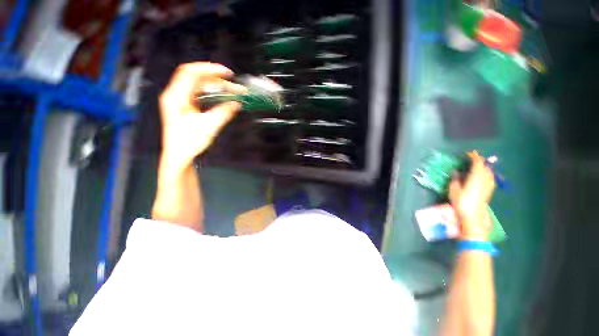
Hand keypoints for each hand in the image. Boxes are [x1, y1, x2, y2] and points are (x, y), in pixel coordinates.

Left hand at [159, 62, 245, 169]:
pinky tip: (221, 96)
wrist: (179, 155)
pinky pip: (198, 92)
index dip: (210, 69)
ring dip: (215, 85)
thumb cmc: (189, 142)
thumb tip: (236, 103)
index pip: (191, 73)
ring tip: (230, 90)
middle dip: (216, 78)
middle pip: (196, 77)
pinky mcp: (184, 106)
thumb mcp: (209, 127)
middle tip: (233, 85)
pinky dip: (211, 92)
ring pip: (198, 85)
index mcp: (176, 97)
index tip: (227, 73)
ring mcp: (179, 100)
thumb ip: (223, 113)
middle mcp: (175, 95)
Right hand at [448, 151, 495, 240]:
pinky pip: (490, 178)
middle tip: (473, 158)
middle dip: (480, 161)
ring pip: (489, 173)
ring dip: (484, 167)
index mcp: (476, 177)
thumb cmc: (461, 202)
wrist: (473, 217)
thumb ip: (455, 179)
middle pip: (485, 167)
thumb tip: (456, 172)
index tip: (469, 153)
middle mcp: (484, 180)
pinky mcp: (489, 192)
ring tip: (478, 165)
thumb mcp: (454, 190)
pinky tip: (484, 176)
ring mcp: (488, 186)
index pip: (478, 164)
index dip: (474, 157)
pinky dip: (487, 174)